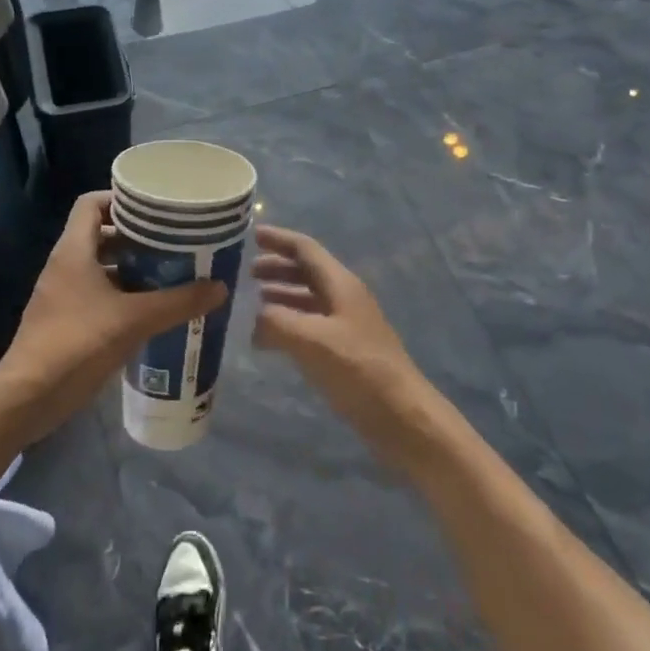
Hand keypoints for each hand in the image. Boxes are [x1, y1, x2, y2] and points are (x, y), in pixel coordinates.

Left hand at [0, 192, 226, 443]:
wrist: (28, 398)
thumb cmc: (77, 344)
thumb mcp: (134, 320)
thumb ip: (178, 302)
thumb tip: (220, 287)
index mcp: (73, 250)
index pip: (92, 203)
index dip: (120, 200)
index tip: (154, 210)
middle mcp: (65, 265)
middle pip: (100, 234)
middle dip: (135, 237)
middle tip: (172, 243)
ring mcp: (63, 294)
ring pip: (100, 267)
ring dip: (131, 269)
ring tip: (169, 274)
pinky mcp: (65, 321)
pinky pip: (97, 294)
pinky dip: (122, 295)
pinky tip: (150, 311)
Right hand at [251, 225, 442, 462]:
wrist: (402, 416)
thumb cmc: (359, 370)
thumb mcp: (311, 341)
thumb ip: (277, 322)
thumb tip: (256, 319)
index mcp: (340, 284)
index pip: (305, 249)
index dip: (278, 239)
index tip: (252, 234)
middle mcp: (344, 297)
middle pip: (307, 271)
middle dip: (277, 267)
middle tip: (247, 273)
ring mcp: (347, 324)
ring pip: (309, 298)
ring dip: (282, 295)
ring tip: (255, 303)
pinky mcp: (346, 350)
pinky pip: (311, 324)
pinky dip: (290, 322)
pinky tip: (273, 338)